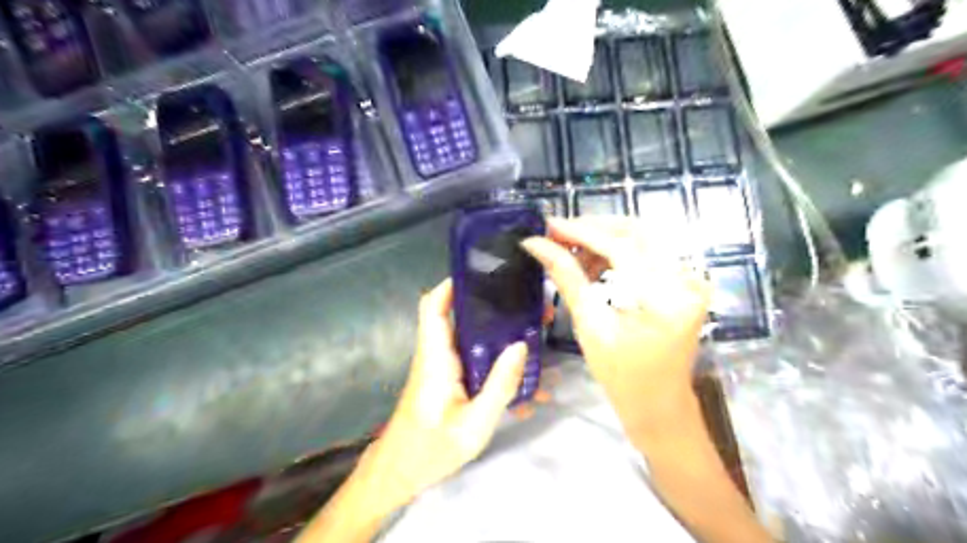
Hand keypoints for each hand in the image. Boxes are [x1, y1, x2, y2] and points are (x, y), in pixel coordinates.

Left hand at [362, 278, 526, 510]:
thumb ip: (498, 386)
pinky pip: (476, 363)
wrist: (400, 475)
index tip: (483, 275)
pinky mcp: (450, 381)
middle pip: (462, 318)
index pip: (433, 307)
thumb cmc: (429, 451)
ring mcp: (444, 369)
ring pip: (473, 340)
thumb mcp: (473, 425)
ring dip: (502, 337)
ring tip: (537, 338)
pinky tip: (525, 381)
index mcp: (436, 359)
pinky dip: (498, 364)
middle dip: (496, 310)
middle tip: (530, 310)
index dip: (451, 285)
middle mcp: (438, 356)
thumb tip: (520, 345)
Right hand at [522, 217, 707, 436]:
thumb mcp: (591, 326)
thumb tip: (537, 245)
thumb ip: (566, 278)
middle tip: (557, 235)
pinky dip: (618, 251)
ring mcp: (690, 280)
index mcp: (666, 299)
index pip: (620, 247)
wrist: (659, 404)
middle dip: (592, 229)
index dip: (581, 232)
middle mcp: (687, 281)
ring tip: (571, 252)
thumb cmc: (622, 376)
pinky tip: (594, 262)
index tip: (549, 225)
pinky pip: (649, 252)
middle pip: (635, 233)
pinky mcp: (685, 282)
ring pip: (642, 238)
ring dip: (604, 239)